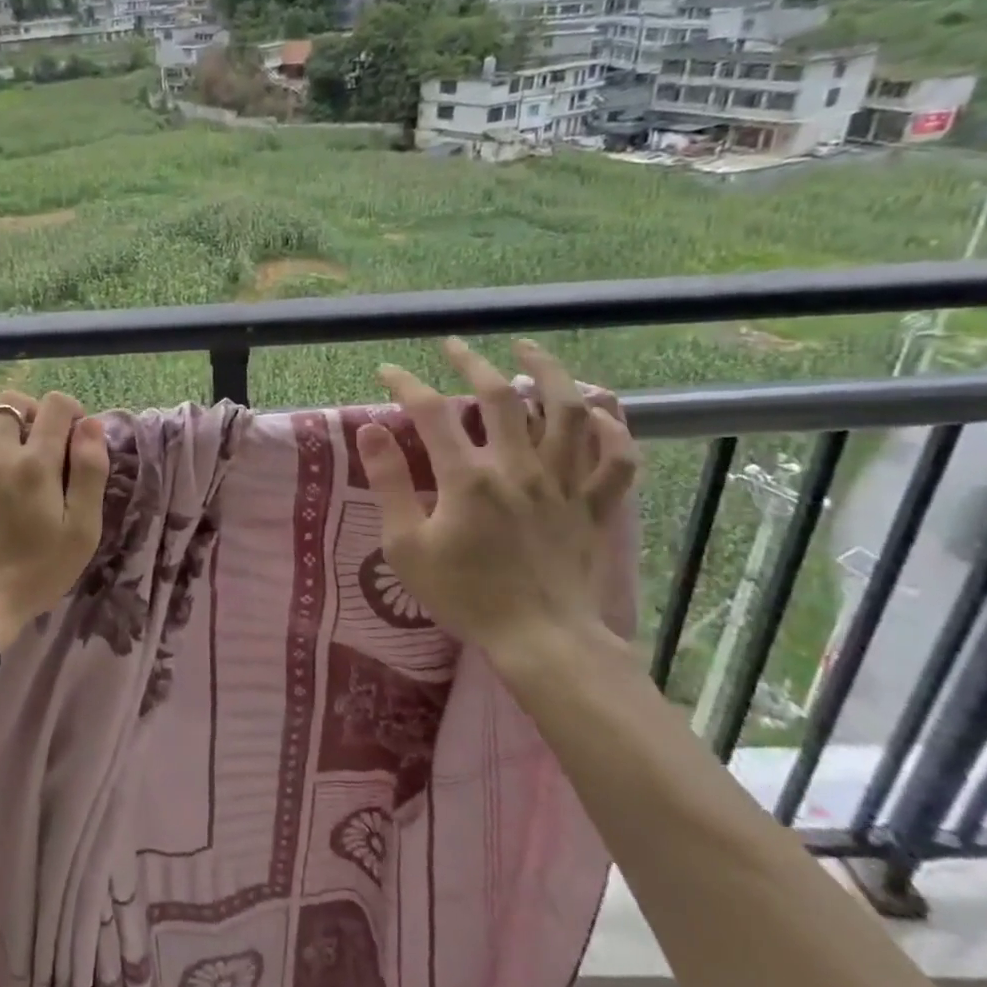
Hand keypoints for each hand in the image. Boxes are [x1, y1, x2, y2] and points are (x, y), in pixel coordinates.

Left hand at [0, 390, 110, 649]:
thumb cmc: (33, 574)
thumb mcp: (81, 532)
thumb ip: (90, 473)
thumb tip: (91, 424)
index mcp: (36, 464)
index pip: (57, 406)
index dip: (69, 410)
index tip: (72, 431)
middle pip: (13, 404)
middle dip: (31, 412)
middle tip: (35, 438)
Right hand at [355, 339, 637, 665]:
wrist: (540, 640)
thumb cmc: (465, 594)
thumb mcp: (406, 545)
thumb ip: (388, 483)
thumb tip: (369, 430)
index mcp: (468, 478)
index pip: (431, 412)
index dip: (405, 384)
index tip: (388, 370)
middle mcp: (518, 467)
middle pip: (500, 395)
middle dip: (472, 361)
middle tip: (454, 345)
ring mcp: (563, 483)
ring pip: (567, 411)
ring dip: (549, 372)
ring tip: (530, 350)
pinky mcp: (594, 505)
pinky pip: (617, 459)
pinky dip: (613, 429)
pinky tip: (597, 411)